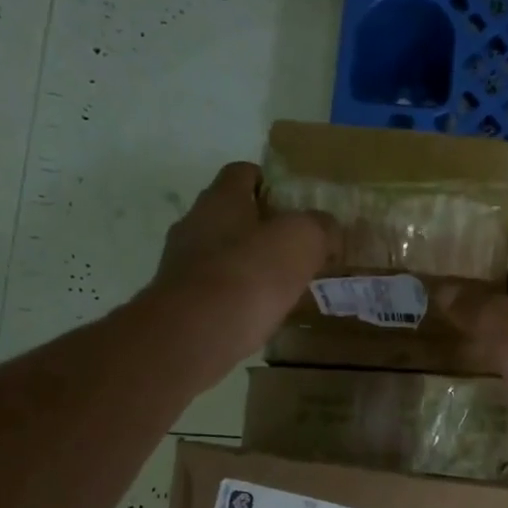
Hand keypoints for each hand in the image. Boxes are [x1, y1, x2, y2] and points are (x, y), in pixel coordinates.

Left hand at [143, 162, 334, 374]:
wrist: (194, 334)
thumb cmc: (250, 274)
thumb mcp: (302, 241)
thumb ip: (320, 227)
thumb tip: (327, 228)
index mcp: (221, 199)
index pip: (242, 173)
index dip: (269, 182)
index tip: (293, 202)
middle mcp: (194, 224)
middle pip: (230, 215)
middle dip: (260, 227)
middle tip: (295, 247)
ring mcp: (181, 265)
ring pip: (221, 254)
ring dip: (247, 264)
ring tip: (281, 285)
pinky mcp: (179, 302)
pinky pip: (215, 290)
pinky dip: (236, 296)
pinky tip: (258, 313)